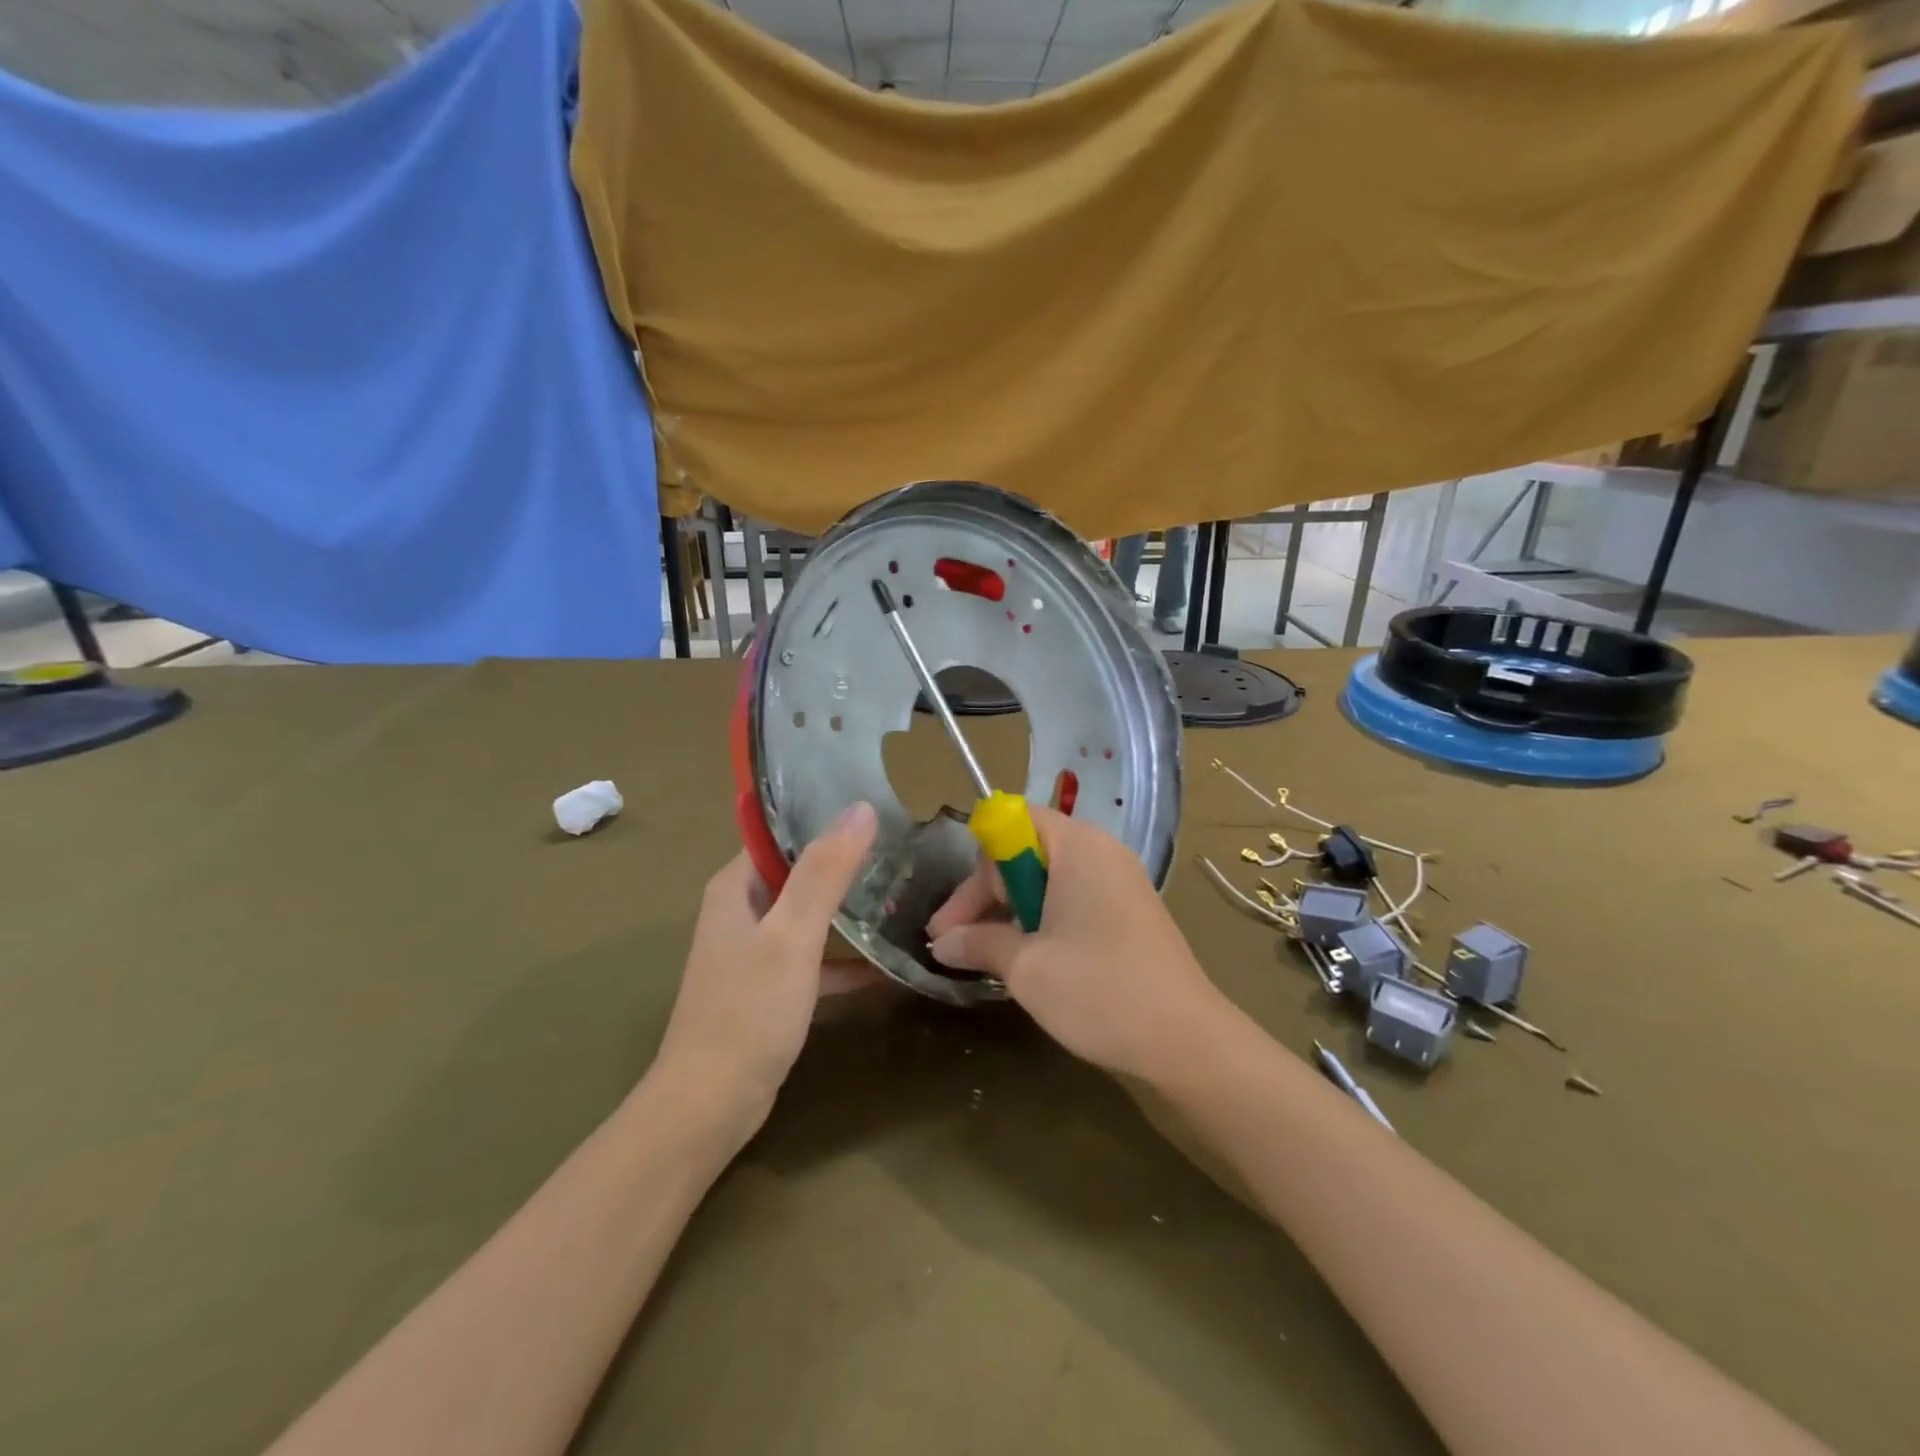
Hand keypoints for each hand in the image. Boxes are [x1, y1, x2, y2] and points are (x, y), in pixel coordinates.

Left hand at [655, 802, 881, 1128]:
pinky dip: (845, 960)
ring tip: (902, 894)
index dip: (824, 816)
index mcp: (737, 887)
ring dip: (849, 908)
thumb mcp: (791, 935)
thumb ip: (825, 872)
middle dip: (846, 861)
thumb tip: (861, 808)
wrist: (710, 1106)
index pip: (781, 831)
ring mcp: (756, 951)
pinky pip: (814, 960)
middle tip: (902, 849)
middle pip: (800, 871)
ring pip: (809, 915)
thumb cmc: (748, 1012)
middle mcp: (743, 911)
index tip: (878, 808)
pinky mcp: (771, 988)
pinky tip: (887, 966)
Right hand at [926, 807, 1232, 1082]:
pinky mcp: (1132, 913)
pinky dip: (1045, 922)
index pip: (1013, 824)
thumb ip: (978, 944)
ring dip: (1013, 913)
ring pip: (1050, 881)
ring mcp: (1122, 882)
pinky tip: (1032, 960)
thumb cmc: (1099, 990)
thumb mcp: (1026, 967)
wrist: (1187, 1041)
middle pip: (1028, 853)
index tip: (955, 920)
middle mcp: (1102, 852)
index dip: (978, 867)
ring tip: (989, 957)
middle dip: (988, 896)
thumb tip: (942, 944)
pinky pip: (1075, 900)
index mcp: (1078, 846)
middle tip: (958, 944)